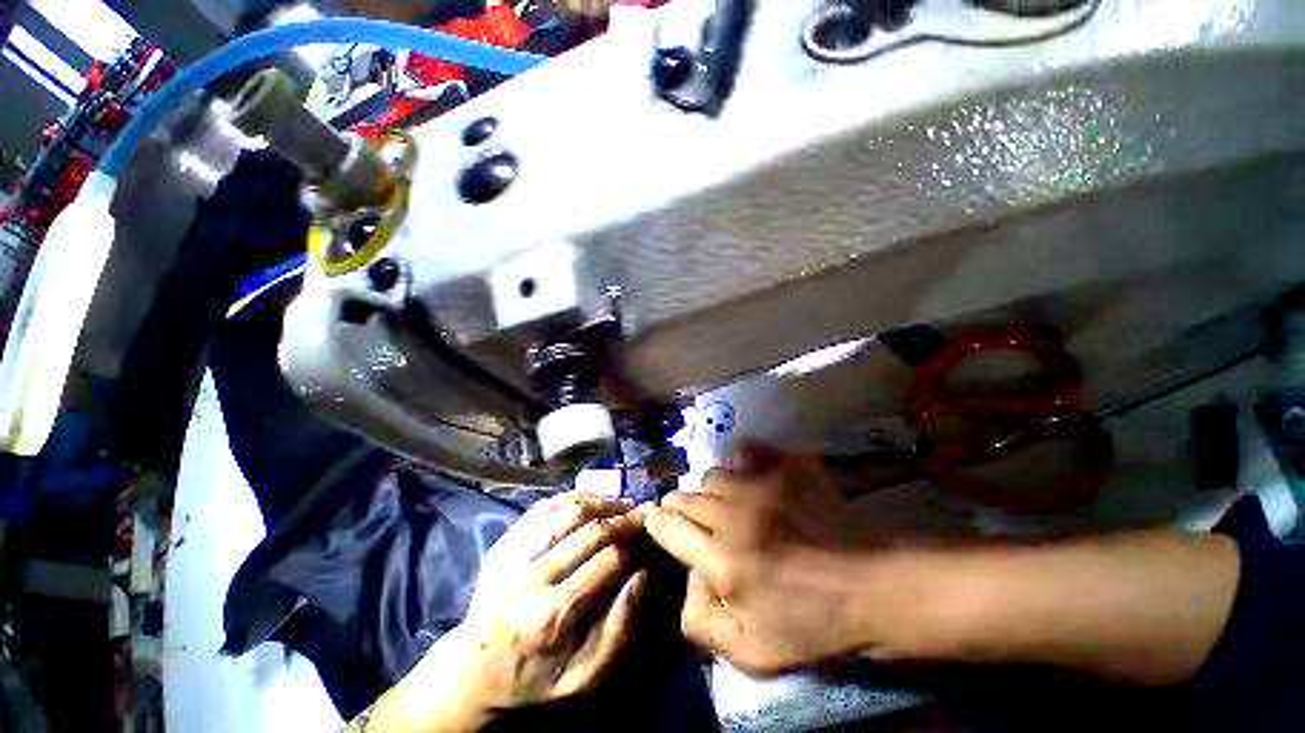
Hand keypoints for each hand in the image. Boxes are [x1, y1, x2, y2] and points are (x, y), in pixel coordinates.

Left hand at [367, 492, 646, 731]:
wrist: (471, 675)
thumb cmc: (534, 682)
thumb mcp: (584, 679)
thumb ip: (619, 629)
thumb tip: (642, 574)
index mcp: (554, 614)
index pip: (608, 560)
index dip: (634, 542)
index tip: (650, 532)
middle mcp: (532, 578)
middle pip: (589, 531)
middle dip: (622, 517)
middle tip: (642, 511)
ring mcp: (514, 556)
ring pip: (567, 512)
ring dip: (601, 502)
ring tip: (621, 503)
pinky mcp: (504, 545)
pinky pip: (544, 509)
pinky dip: (572, 498)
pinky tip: (591, 499)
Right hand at [645, 442, 882, 674]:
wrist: (874, 585)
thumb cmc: (815, 623)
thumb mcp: (753, 653)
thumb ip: (701, 624)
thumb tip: (685, 581)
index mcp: (722, 563)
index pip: (668, 527)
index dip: (658, 522)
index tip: (658, 520)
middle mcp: (734, 517)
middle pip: (686, 497)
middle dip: (681, 507)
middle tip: (696, 519)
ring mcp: (762, 486)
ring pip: (714, 475)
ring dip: (713, 490)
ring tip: (728, 503)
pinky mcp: (786, 468)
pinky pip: (747, 450)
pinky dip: (742, 459)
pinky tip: (750, 473)